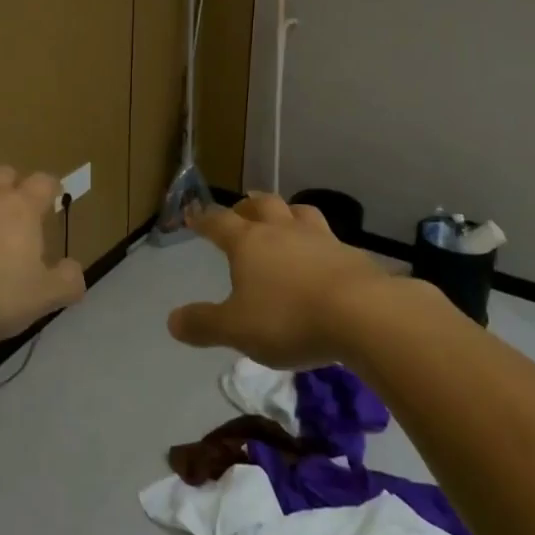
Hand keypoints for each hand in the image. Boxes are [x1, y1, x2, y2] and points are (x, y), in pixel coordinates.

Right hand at [170, 192, 394, 368]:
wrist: (362, 315)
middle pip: (261, 205)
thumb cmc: (289, 319)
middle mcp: (282, 231)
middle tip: (240, 211)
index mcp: (249, 242)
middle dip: (247, 206)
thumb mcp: (237, 329)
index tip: (193, 214)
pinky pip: (329, 238)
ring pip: (299, 212)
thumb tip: (172, 321)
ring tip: (283, 220)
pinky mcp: (350, 255)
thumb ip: (204, 324)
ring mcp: (320, 238)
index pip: (219, 222)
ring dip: (286, 213)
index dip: (203, 218)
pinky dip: (318, 242)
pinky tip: (322, 257)